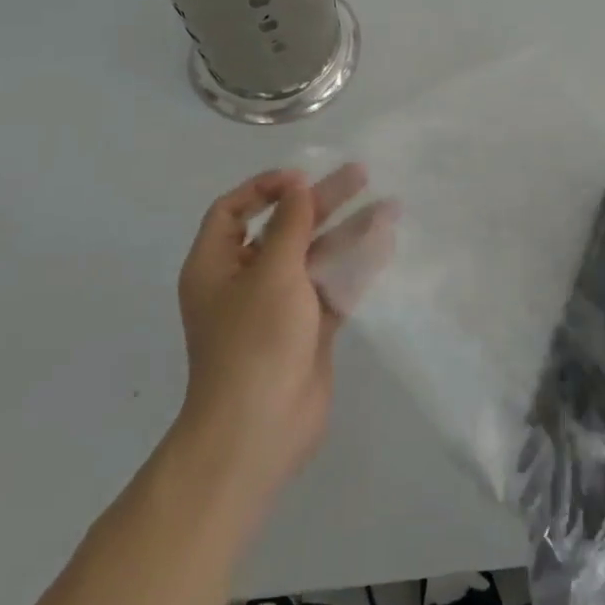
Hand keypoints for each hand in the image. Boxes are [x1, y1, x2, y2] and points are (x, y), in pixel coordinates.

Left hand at [172, 166, 393, 503]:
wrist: (260, 430)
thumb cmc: (254, 341)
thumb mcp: (272, 273)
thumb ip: (290, 226)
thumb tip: (297, 187)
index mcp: (215, 265)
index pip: (233, 211)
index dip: (265, 188)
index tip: (302, 179)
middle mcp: (244, 280)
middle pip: (283, 228)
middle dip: (320, 202)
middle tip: (361, 175)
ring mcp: (279, 306)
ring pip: (314, 256)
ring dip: (347, 231)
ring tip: (389, 207)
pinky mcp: (308, 328)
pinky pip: (332, 286)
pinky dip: (355, 266)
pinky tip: (385, 245)